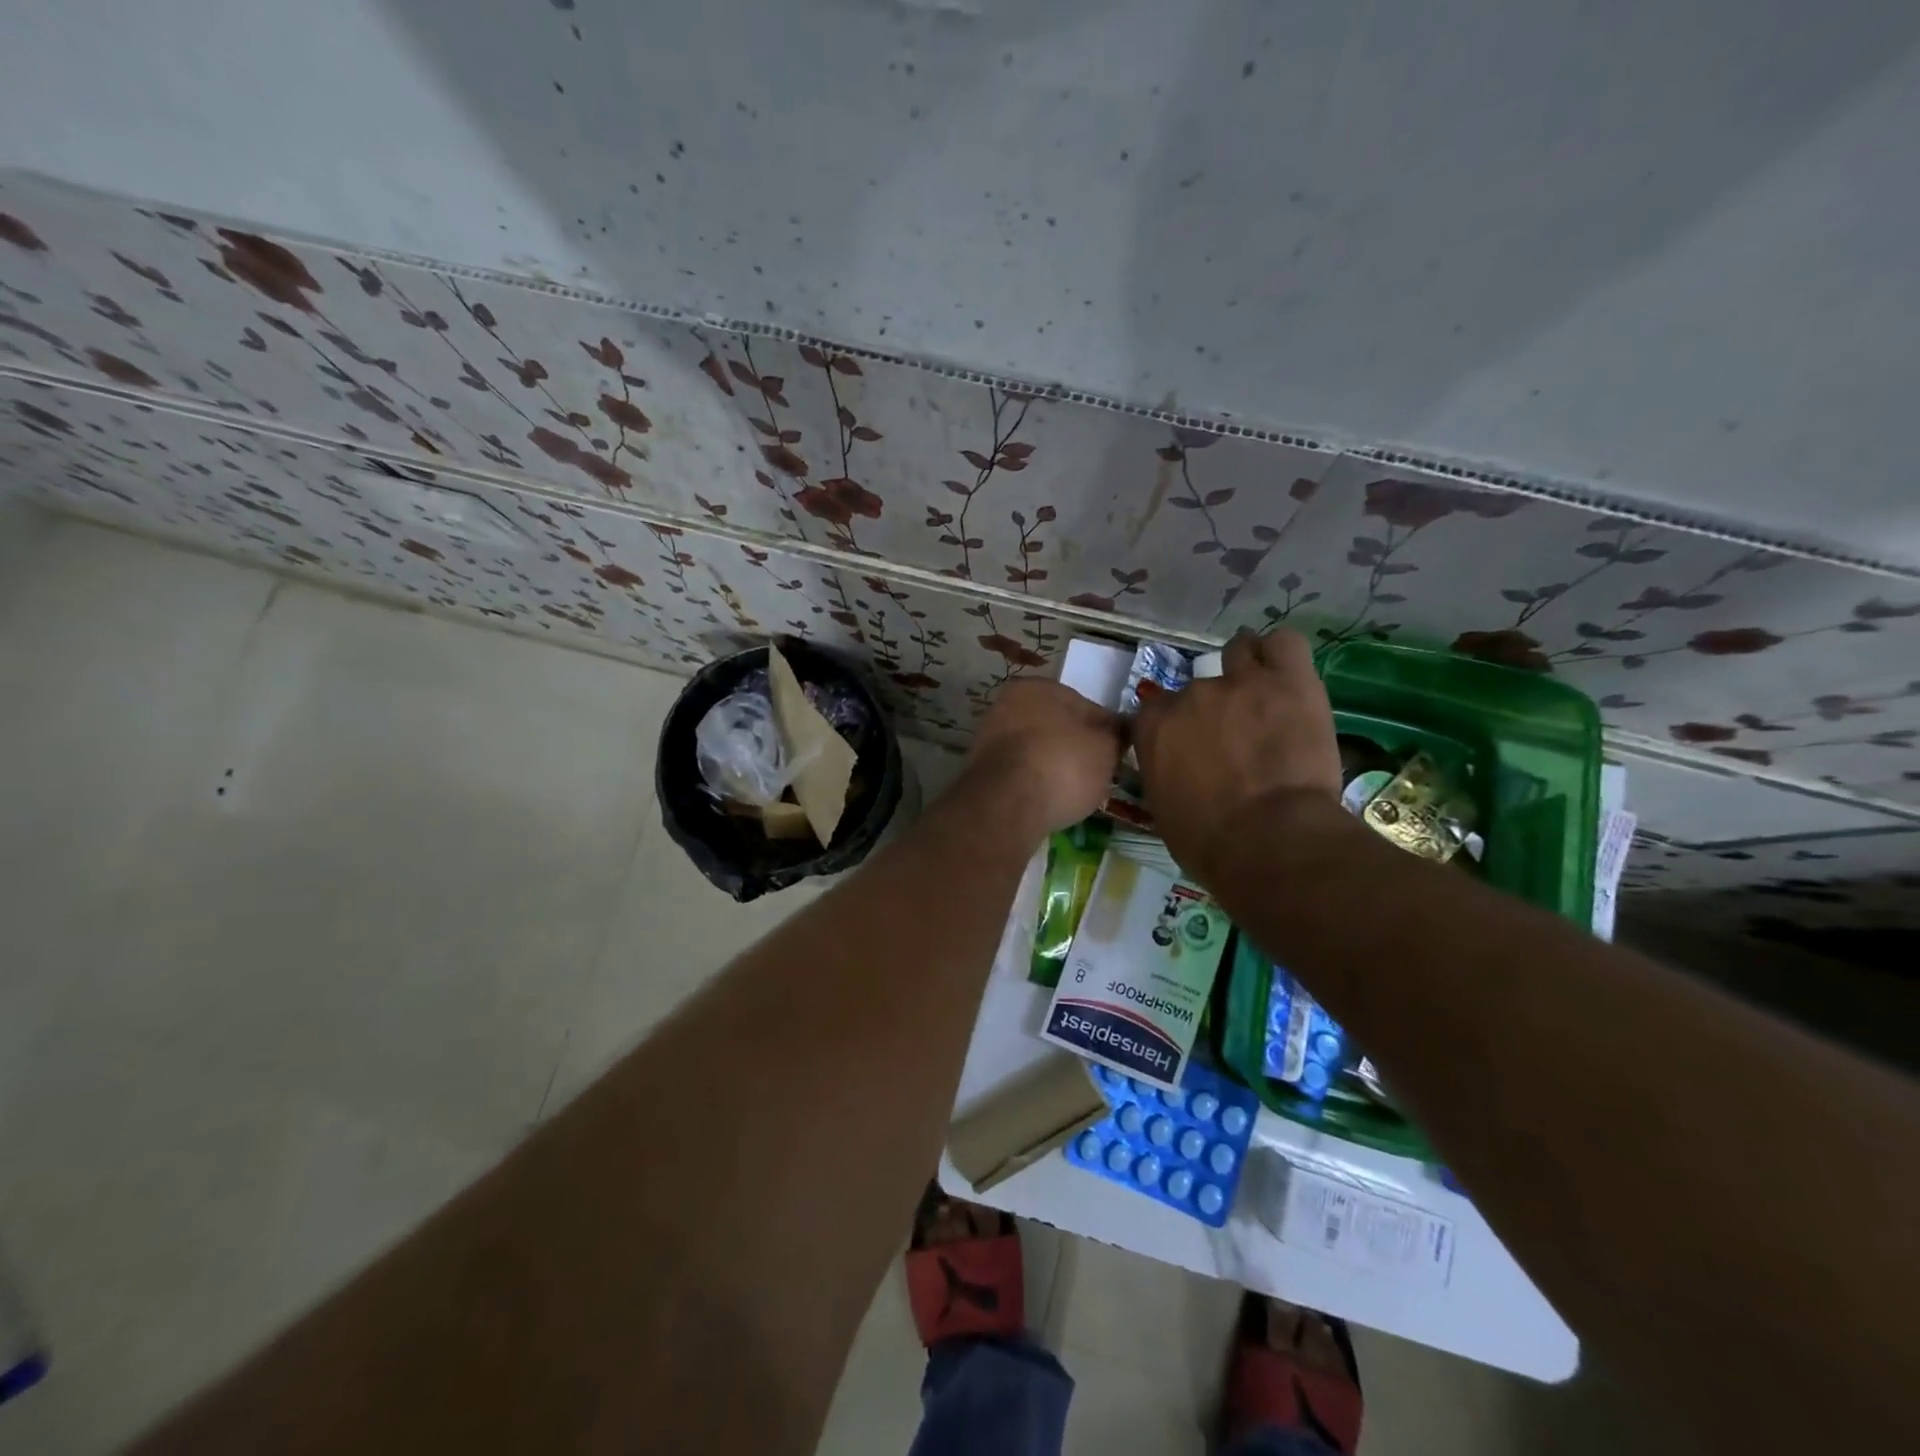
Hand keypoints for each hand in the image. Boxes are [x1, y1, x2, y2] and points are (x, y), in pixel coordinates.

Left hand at [963, 679, 1124, 836]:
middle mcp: (1008, 704)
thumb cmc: (1063, 764)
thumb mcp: (1105, 748)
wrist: (1008, 804)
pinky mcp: (980, 770)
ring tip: (1073, 791)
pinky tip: (1047, 799)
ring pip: (1035, 749)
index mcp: (1039, 687)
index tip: (1118, 754)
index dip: (1107, 731)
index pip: (1086, 706)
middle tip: (1097, 774)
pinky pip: (1018, 771)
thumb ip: (1114, 735)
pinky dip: (1033, 782)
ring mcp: (989, 737)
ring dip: (1053, 765)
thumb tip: (1118, 731)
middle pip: (1056, 727)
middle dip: (1075, 747)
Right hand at [1133, 629, 1341, 886]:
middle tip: (1234, 735)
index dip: (1173, 726)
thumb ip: (1164, 771)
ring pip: (1240, 651)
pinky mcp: (1288, 680)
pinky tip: (1287, 672)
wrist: (1268, 840)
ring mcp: (1240, 682)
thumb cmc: (1208, 842)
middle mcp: (1190, 695)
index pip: (1155, 709)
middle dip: (1212, 707)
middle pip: (1197, 686)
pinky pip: (1284, 644)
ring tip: (1261, 692)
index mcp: (1154, 727)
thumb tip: (1176, 767)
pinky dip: (1282, 654)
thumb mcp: (1164, 808)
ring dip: (1246, 667)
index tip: (1188, 745)